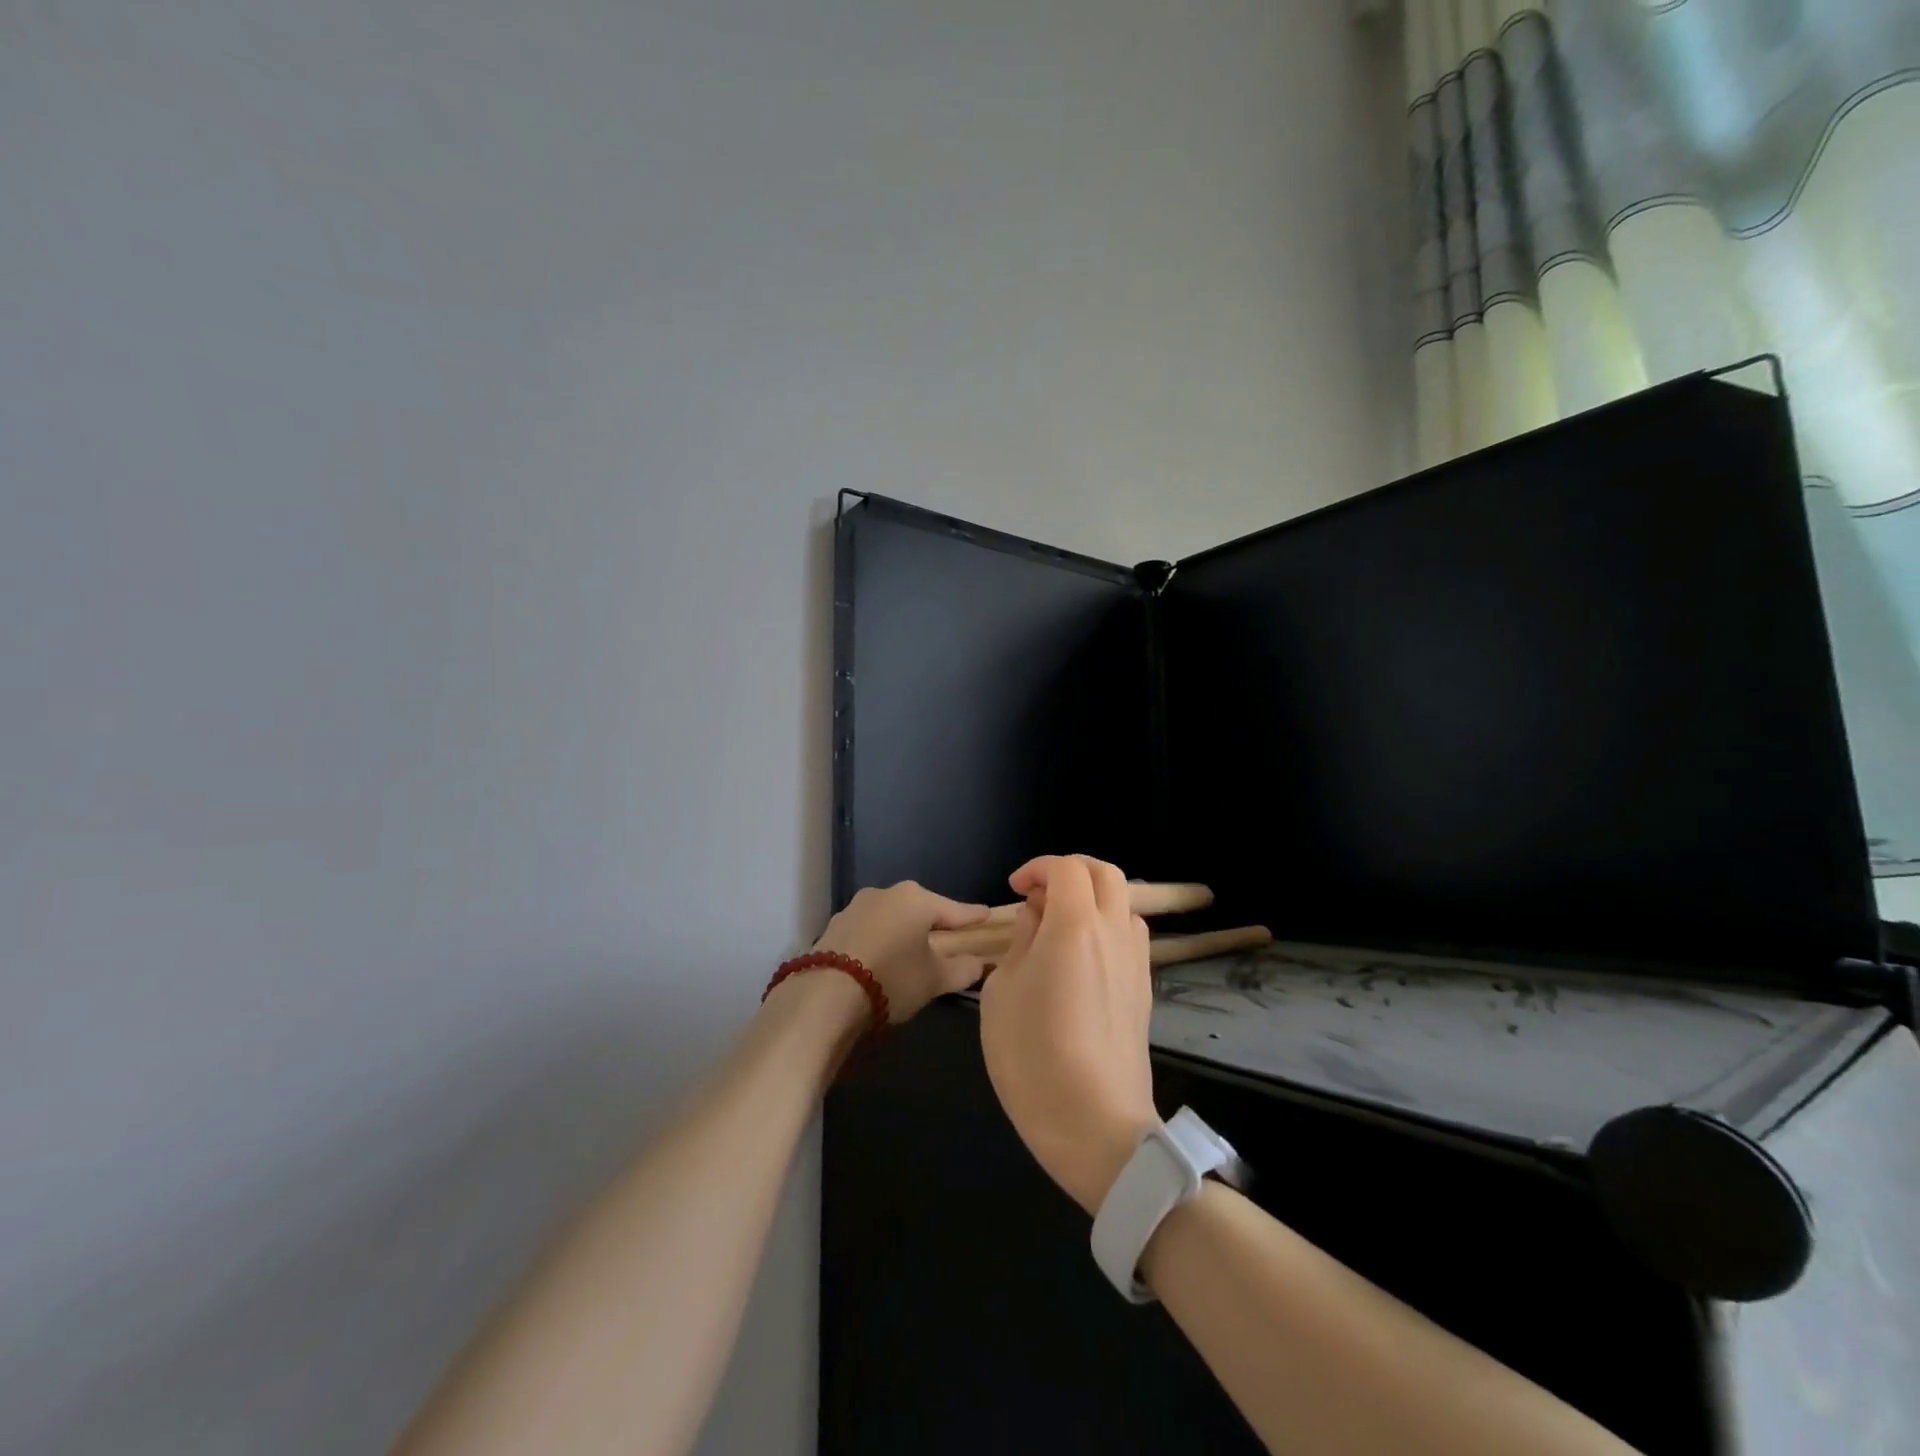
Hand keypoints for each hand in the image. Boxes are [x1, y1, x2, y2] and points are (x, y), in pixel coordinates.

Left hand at [811, 881, 989, 1022]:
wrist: (826, 995)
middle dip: (935, 924)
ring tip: (912, 953)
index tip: (987, 915)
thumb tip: (979, 963)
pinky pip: (869, 930)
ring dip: (903, 932)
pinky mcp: (835, 925)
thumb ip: (963, 969)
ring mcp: (856, 906)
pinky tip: (881, 959)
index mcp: (916, 899)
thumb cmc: (892, 979)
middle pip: (920, 910)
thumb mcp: (935, 980)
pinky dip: (880, 940)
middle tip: (950, 940)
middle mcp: (886, 893)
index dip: (972, 916)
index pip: (954, 910)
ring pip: (891, 918)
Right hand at [978, 855, 1159, 1214]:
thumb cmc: (1033, 1057)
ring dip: (1093, 898)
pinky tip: (1083, 958)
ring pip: (1124, 903)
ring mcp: (1136, 962)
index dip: (1038, 868)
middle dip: (1071, 870)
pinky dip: (1107, 927)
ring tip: (1061, 926)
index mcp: (1075, 926)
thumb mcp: (1002, 993)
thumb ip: (1021, 942)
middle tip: (1040, 893)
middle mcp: (1114, 933)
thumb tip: (1038, 917)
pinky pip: (1130, 936)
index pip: (1067, 868)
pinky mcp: (1145, 990)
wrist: (1096, 1125)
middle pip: (1106, 873)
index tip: (1016, 890)